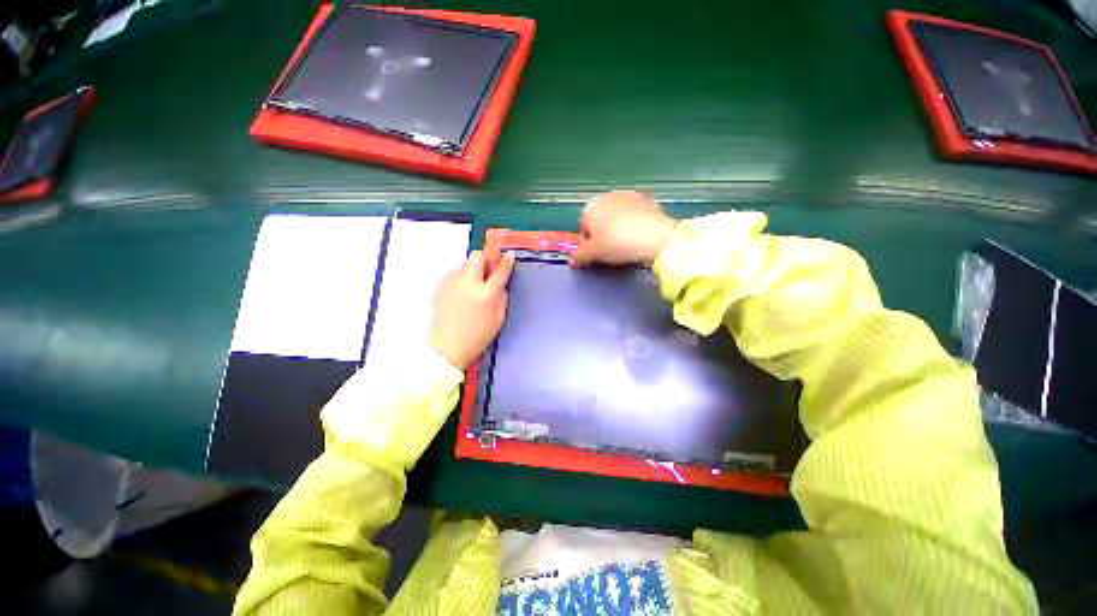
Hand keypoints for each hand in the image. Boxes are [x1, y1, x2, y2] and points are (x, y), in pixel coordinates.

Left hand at [428, 251, 514, 370]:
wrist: (446, 347)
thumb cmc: (477, 337)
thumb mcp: (499, 320)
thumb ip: (502, 299)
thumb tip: (501, 285)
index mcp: (486, 293)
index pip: (500, 271)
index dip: (506, 261)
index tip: (509, 255)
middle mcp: (468, 283)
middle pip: (477, 256)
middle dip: (485, 258)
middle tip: (488, 270)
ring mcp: (452, 283)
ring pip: (464, 265)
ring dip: (472, 270)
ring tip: (473, 287)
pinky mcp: (440, 287)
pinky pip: (454, 275)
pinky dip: (461, 279)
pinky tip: (461, 294)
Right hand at [569, 190, 676, 267]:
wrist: (654, 237)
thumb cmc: (617, 244)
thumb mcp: (594, 254)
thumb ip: (579, 256)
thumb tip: (572, 260)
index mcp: (590, 207)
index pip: (583, 227)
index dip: (589, 242)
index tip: (598, 253)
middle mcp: (606, 196)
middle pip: (600, 218)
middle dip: (603, 232)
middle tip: (612, 249)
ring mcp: (628, 195)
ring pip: (617, 215)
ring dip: (618, 226)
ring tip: (627, 243)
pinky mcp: (646, 198)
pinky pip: (634, 213)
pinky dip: (634, 222)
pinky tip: (639, 236)